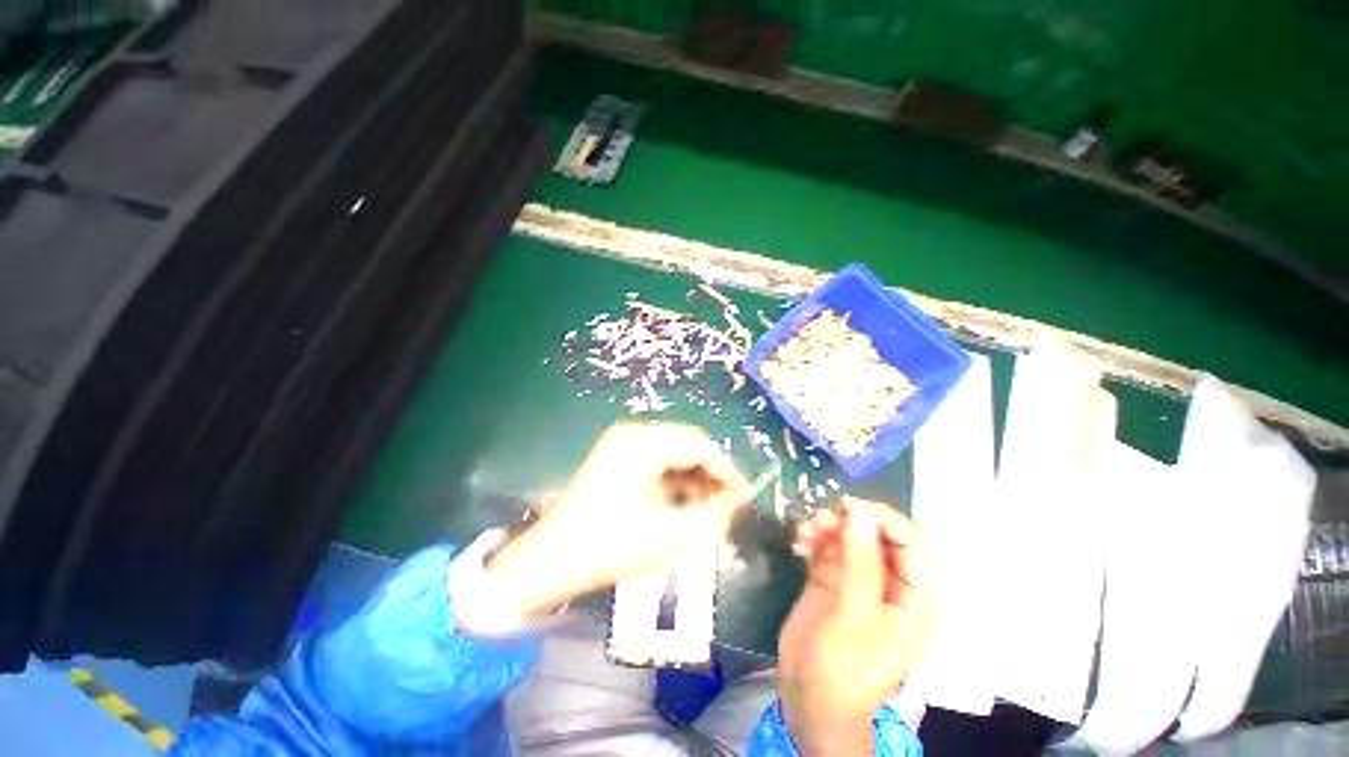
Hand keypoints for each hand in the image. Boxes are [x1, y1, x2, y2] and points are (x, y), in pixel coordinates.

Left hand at [482, 422, 747, 618]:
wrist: (549, 560)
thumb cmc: (606, 547)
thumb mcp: (667, 535)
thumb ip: (711, 515)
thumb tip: (738, 499)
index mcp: (642, 445)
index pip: (698, 445)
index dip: (726, 469)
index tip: (744, 495)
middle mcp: (633, 434)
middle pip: (687, 443)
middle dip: (712, 471)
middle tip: (730, 502)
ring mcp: (622, 443)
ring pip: (674, 451)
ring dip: (695, 475)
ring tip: (711, 505)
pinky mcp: (617, 457)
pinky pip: (658, 459)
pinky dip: (676, 477)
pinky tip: (686, 500)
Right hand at [778, 498, 935, 755]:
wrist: (809, 702)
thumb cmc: (844, 669)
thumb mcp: (855, 615)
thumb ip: (860, 561)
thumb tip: (858, 511)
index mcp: (914, 599)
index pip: (913, 544)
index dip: (886, 519)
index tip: (851, 507)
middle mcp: (890, 585)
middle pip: (878, 535)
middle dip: (852, 520)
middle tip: (824, 518)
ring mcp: (858, 581)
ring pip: (849, 536)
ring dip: (828, 526)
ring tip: (805, 534)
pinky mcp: (832, 580)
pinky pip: (827, 546)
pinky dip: (813, 538)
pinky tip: (798, 544)